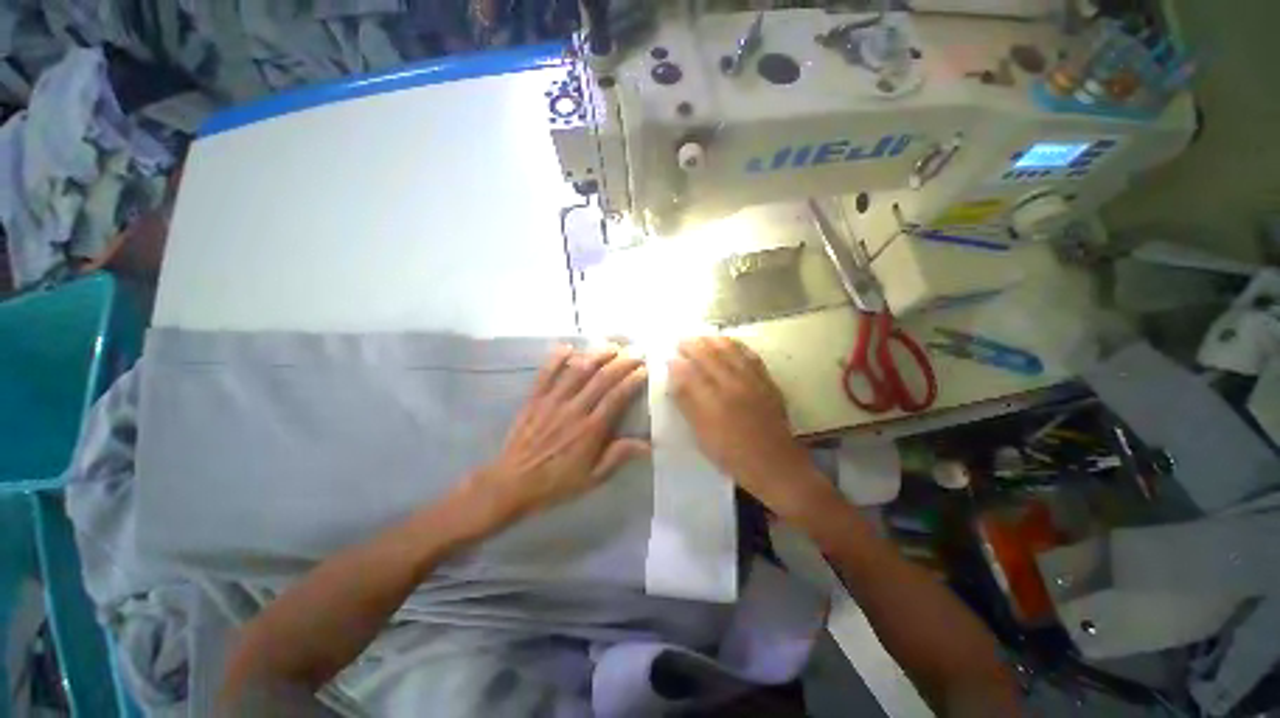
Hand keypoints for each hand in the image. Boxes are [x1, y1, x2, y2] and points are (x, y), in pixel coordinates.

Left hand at [470, 345, 649, 524]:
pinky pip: (546, 373)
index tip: (645, 370)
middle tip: (636, 351)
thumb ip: (618, 456)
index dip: (633, 380)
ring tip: (612, 345)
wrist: (511, 484)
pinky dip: (556, 358)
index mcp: (591, 430)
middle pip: (602, 379)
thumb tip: (650, 444)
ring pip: (577, 371)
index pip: (617, 397)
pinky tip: (568, 346)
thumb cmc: (556, 482)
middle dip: (622, 362)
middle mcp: (574, 410)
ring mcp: (552, 401)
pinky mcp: (534, 399)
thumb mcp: (592, 478)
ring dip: (597, 355)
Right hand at [668, 337, 823, 516]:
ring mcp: (752, 380)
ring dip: (713, 340)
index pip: (690, 372)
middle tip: (681, 340)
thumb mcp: (702, 434)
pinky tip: (730, 343)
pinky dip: (737, 345)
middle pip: (709, 355)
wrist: (775, 464)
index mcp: (714, 401)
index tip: (668, 357)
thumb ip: (687, 403)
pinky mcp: (767, 381)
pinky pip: (750, 355)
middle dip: (692, 344)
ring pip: (731, 350)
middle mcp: (733, 384)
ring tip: (702, 337)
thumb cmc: (733, 455)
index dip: (677, 362)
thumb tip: (675, 377)